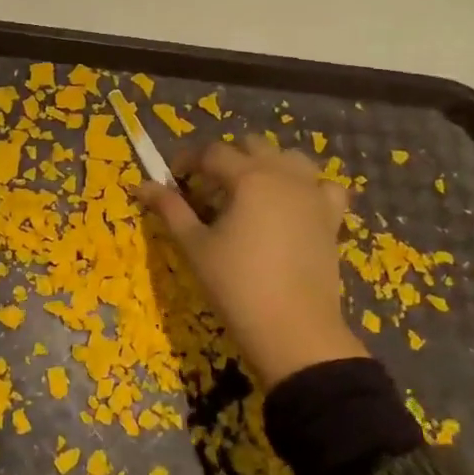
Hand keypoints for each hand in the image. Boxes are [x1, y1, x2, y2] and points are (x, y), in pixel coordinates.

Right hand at [136, 135, 367, 389]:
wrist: (294, 329)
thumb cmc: (236, 285)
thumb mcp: (194, 245)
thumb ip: (170, 209)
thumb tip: (142, 185)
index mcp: (248, 177)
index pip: (212, 152)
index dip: (187, 160)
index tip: (173, 179)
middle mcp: (284, 175)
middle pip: (251, 145)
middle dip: (225, 158)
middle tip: (206, 188)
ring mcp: (313, 194)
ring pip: (290, 157)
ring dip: (266, 164)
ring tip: (249, 191)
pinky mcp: (331, 217)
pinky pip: (324, 186)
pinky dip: (308, 186)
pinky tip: (294, 204)